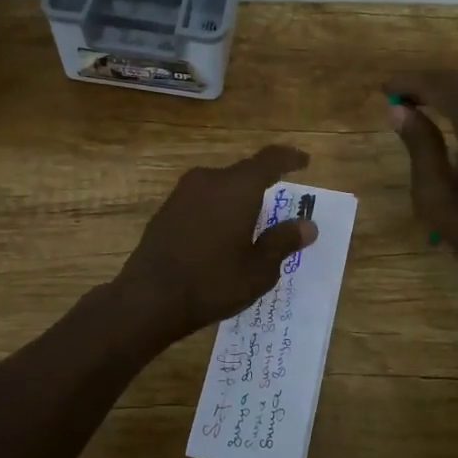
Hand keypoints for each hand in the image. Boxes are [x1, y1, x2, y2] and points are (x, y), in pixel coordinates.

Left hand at [112, 145, 317, 347]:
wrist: (149, 298)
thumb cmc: (213, 282)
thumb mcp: (259, 269)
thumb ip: (283, 241)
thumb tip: (307, 225)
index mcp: (238, 187)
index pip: (270, 160)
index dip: (290, 159)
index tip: (304, 162)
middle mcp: (209, 180)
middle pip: (243, 173)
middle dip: (263, 186)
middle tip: (278, 206)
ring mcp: (183, 193)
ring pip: (220, 187)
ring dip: (238, 199)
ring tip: (250, 224)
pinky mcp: (166, 210)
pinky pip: (202, 201)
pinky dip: (217, 210)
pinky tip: (220, 236)